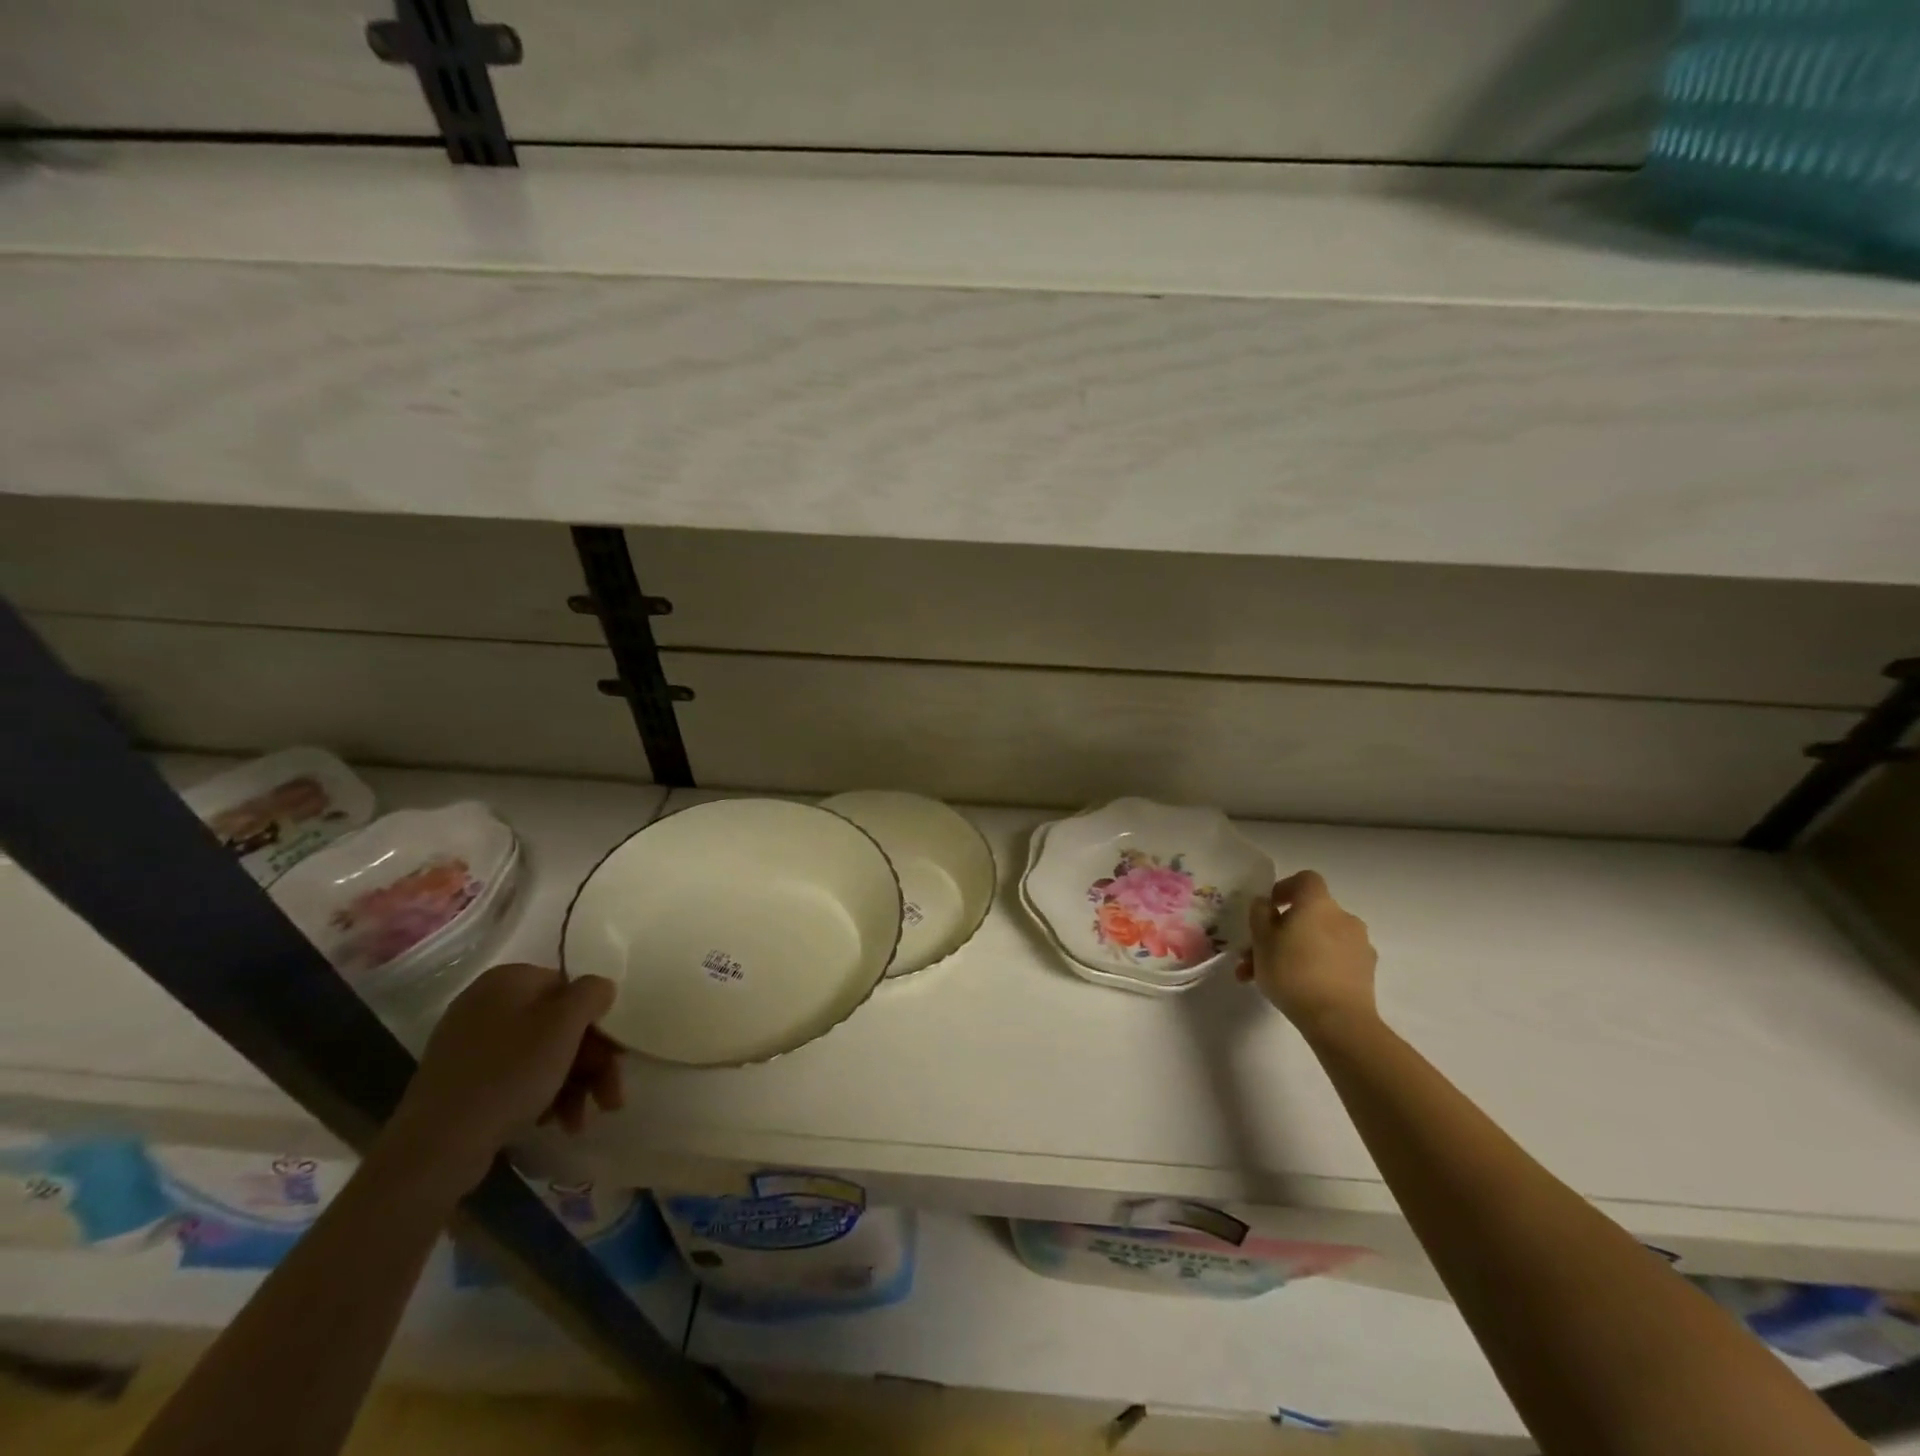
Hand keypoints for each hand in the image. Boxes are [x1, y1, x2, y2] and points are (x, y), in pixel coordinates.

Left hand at [384, 964, 622, 1192]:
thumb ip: (591, 993)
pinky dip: (540, 1095)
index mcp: (509, 979)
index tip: (616, 1058)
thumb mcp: (564, 1025)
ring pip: (540, 1054)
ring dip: (570, 1085)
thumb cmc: (509, 1074)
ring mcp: (469, 1043)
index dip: (598, 1024)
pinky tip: (551, 1121)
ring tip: (578, 1122)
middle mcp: (487, 1003)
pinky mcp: (460, 1080)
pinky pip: (514, 1076)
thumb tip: (599, 988)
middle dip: (590, 1064)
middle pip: (558, 1025)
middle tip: (608, 1099)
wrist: (436, 1146)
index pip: (571, 989)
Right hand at [1235, 871, 1378, 1038]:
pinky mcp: (1365, 972)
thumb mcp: (1261, 941)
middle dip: (1280, 932)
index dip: (1285, 888)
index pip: (1305, 880)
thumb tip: (1266, 904)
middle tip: (1255, 955)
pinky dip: (1314, 967)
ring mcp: (1359, 946)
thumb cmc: (1293, 972)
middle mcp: (1343, 918)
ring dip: (1293, 953)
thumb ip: (1260, 915)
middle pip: (1308, 915)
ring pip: (1317, 941)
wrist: (1339, 1021)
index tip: (1268, 907)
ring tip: (1267, 980)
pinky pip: (1333, 960)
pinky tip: (1296, 989)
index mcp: (1318, 904)